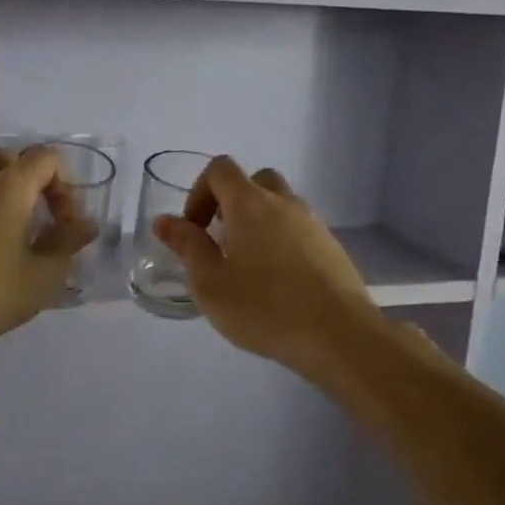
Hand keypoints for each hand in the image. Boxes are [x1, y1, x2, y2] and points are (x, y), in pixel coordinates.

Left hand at [0, 147, 97, 358]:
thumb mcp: (41, 278)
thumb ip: (67, 243)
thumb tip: (86, 224)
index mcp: (9, 187)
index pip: (46, 158)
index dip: (63, 185)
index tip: (62, 222)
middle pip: (10, 156)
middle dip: (31, 181)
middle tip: (35, 220)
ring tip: (0, 215)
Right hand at [151, 156, 383, 379]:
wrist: (340, 336)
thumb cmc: (265, 308)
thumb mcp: (210, 283)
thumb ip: (187, 246)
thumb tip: (164, 221)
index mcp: (251, 204)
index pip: (220, 169)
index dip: (199, 191)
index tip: (195, 229)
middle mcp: (284, 203)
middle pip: (254, 181)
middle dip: (231, 203)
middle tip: (221, 242)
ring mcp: (314, 223)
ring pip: (280, 205)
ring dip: (258, 222)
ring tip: (248, 267)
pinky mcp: (332, 247)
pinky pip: (299, 229)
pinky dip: (282, 241)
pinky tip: (278, 283)